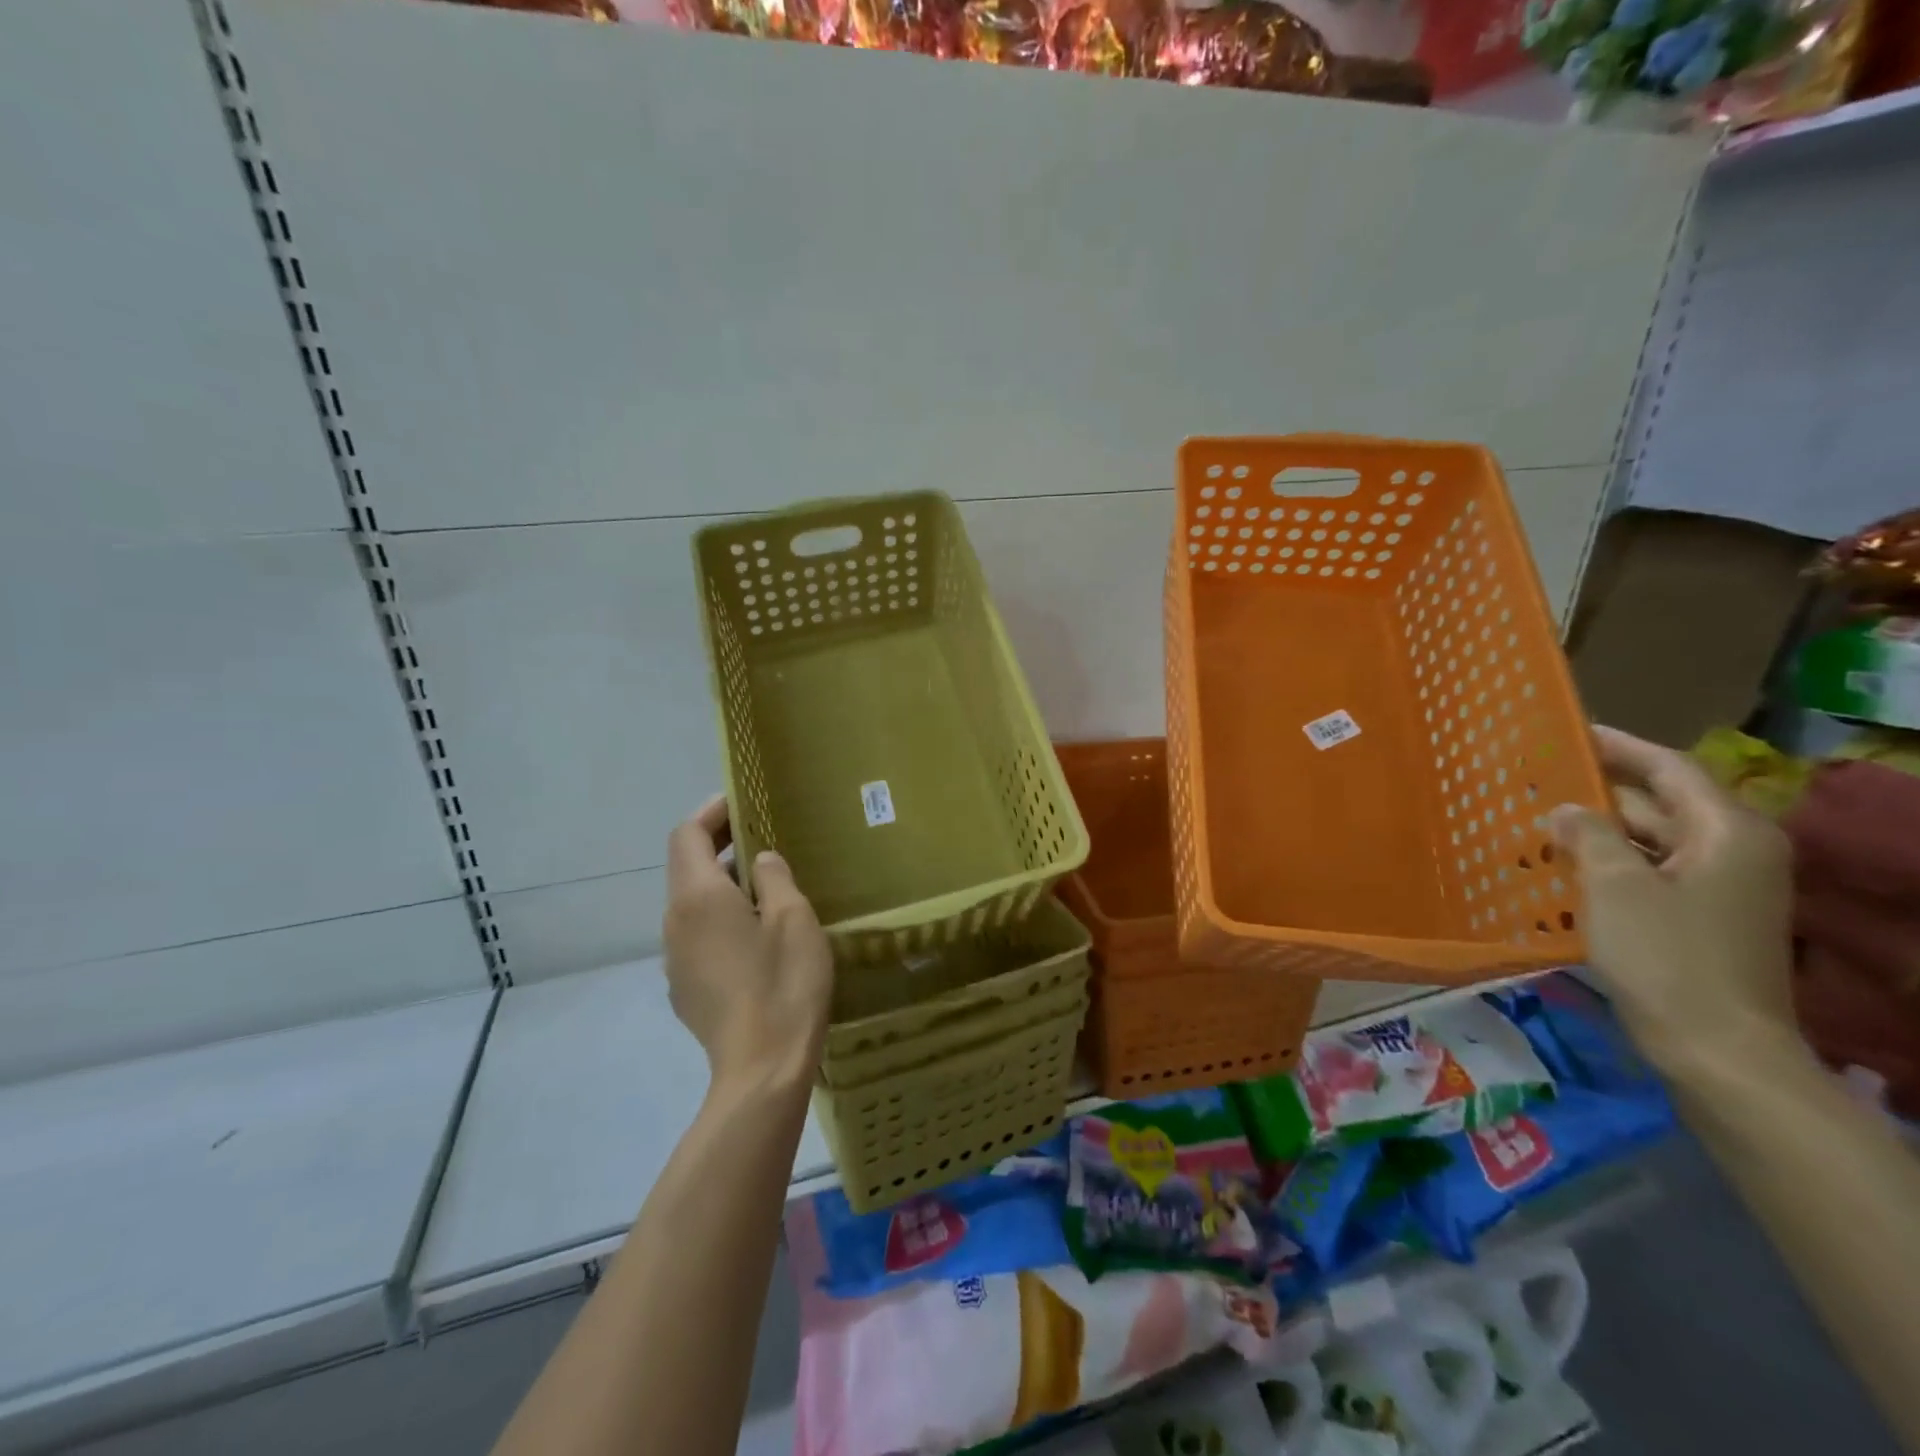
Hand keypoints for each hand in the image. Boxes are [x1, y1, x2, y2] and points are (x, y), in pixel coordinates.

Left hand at [663, 796, 832, 1091]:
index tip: (742, 803)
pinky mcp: (685, 990)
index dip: (712, 813)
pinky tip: (757, 941)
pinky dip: (721, 922)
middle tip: (763, 841)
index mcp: (697, 897)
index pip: (687, 835)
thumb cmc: (783, 982)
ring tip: (767, 891)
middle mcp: (675, 922)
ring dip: (722, 888)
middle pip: (687, 868)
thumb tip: (761, 860)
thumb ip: (774, 877)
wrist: (761, 1070)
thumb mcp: (793, 918)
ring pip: (692, 906)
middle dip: (720, 848)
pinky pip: (698, 938)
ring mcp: (675, 960)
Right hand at [1550, 726, 1795, 1072]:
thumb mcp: (1615, 886)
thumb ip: (1588, 835)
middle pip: (1660, 804)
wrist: (1717, 1049)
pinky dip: (1608, 863)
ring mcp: (1720, 889)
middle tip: (1536, 779)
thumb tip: (1566, 809)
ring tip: (1537, 819)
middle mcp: (1734, 852)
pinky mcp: (1700, 918)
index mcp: (1728, 833)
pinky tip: (1560, 865)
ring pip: (1650, 841)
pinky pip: (1648, 873)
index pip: (1670, 769)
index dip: (1619, 746)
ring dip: (1597, 830)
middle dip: (1599, 791)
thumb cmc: (1668, 956)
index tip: (1569, 732)